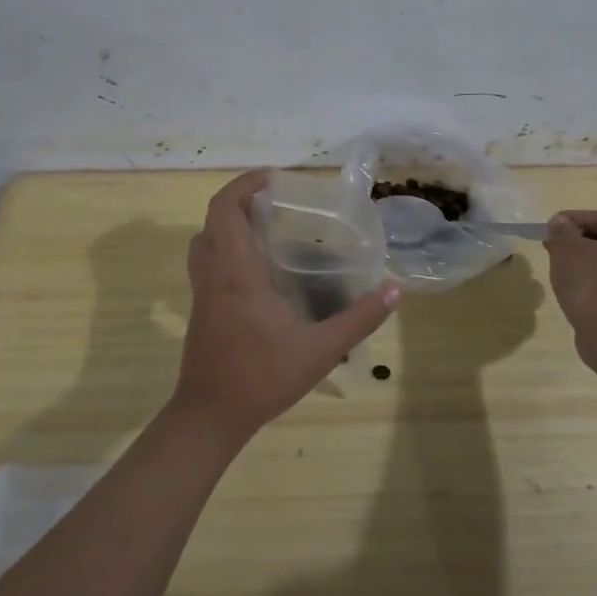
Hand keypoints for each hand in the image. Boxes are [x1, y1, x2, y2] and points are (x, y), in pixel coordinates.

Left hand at [174, 171, 400, 442]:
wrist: (210, 417)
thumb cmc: (262, 377)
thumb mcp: (321, 349)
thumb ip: (359, 318)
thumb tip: (394, 289)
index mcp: (236, 272)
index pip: (225, 209)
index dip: (243, 185)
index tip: (271, 178)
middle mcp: (213, 275)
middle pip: (212, 220)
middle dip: (239, 200)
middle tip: (274, 201)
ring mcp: (202, 293)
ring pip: (204, 242)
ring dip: (228, 225)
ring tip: (264, 228)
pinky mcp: (201, 311)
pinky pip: (207, 264)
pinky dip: (226, 250)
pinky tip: (259, 272)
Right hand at [543, 211, 596, 334]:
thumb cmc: (594, 283)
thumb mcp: (568, 249)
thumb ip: (562, 231)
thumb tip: (560, 223)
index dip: (575, 219)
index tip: (551, 227)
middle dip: (579, 242)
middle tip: (552, 247)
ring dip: (586, 265)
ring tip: (560, 270)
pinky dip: (594, 286)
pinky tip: (575, 293)